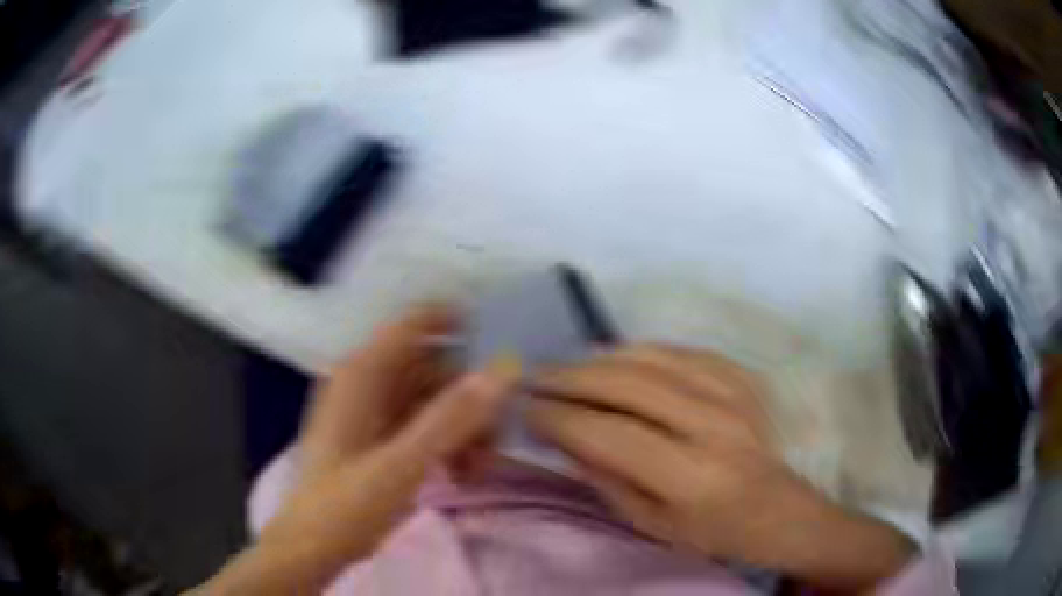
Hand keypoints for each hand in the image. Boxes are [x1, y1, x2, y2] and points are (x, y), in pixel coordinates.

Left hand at [197, 307, 513, 594]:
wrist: (313, 547)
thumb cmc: (346, 506)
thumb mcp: (401, 464)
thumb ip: (452, 416)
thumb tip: (503, 368)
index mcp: (362, 374)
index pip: (415, 323)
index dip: (459, 324)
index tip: (500, 348)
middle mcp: (369, 383)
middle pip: (434, 366)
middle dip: (470, 398)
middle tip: (496, 438)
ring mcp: (375, 413)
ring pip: (435, 399)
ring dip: (464, 428)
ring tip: (479, 468)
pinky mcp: (382, 440)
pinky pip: (427, 426)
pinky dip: (449, 444)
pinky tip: (461, 474)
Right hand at [528, 345, 914, 591]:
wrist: (777, 509)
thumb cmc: (710, 531)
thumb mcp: (649, 523)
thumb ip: (603, 476)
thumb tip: (560, 432)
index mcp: (691, 476)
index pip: (610, 433)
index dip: (560, 416)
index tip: (526, 409)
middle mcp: (715, 425)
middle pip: (629, 383)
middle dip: (572, 377)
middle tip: (536, 378)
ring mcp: (733, 393)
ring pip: (653, 357)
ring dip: (601, 357)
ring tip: (569, 366)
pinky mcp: (742, 376)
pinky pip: (682, 350)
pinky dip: (642, 350)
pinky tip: (619, 360)